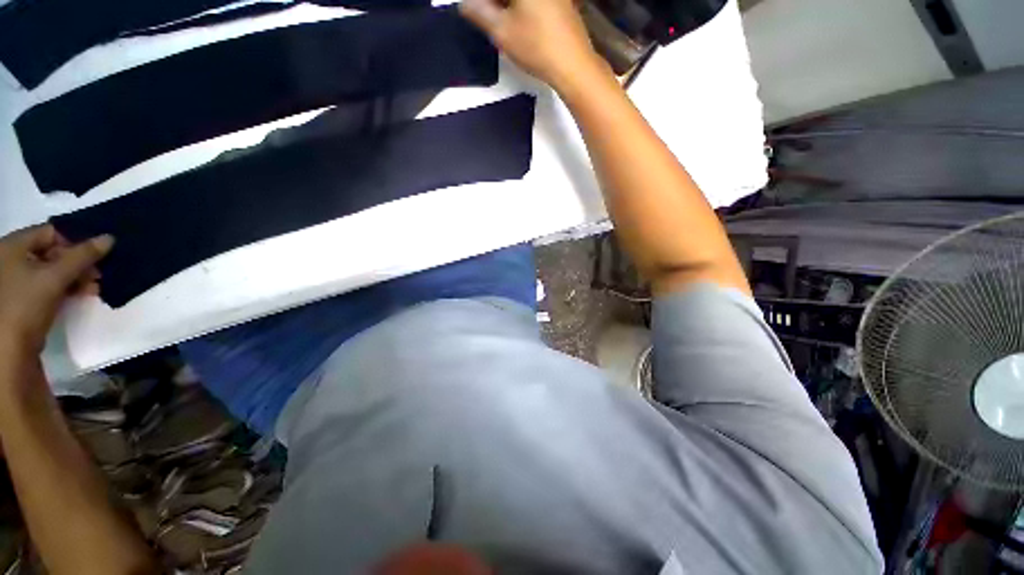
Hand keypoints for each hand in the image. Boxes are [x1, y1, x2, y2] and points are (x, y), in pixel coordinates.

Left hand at [0, 225, 112, 355]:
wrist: (8, 349)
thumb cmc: (26, 304)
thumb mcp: (56, 277)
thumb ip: (83, 256)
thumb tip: (110, 238)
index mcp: (13, 245)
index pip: (51, 232)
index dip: (74, 242)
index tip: (94, 258)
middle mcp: (10, 257)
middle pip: (51, 251)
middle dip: (77, 263)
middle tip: (97, 275)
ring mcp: (14, 279)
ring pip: (51, 269)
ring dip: (74, 277)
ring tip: (92, 288)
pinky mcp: (21, 297)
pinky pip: (46, 284)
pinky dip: (65, 287)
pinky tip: (79, 295)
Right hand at [460, 0, 604, 89]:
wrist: (573, 65)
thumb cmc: (536, 47)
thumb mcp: (502, 32)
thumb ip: (479, 12)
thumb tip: (464, 4)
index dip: (483, 3)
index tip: (474, 11)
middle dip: (494, 3)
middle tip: (483, 15)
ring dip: (506, 5)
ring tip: (497, 20)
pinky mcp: (561, 1)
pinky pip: (534, 2)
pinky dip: (521, 7)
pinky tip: (516, 21)